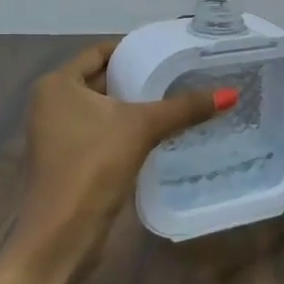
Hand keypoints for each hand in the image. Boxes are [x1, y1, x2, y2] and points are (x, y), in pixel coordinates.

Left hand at [0, 40, 230, 280]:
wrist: (62, 234)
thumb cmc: (93, 166)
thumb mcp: (142, 128)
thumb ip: (185, 108)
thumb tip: (231, 94)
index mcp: (58, 84)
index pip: (101, 52)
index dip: (135, 49)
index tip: (170, 50)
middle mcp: (52, 103)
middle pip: (103, 79)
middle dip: (140, 77)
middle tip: (182, 73)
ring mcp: (58, 133)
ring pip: (104, 108)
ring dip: (136, 105)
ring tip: (178, 99)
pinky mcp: (69, 159)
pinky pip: (103, 131)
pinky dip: (127, 128)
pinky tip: (161, 132)